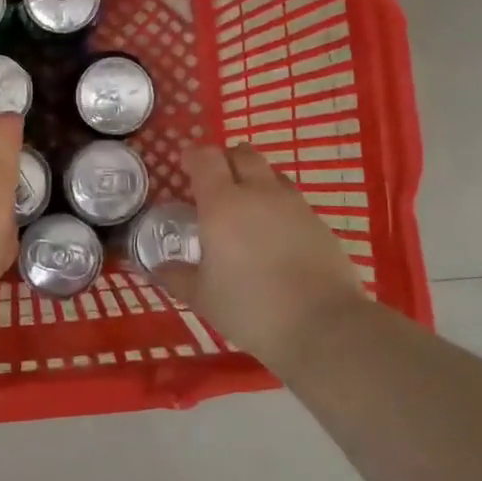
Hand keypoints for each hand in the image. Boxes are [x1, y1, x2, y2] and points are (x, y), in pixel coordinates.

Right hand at [155, 144, 371, 374]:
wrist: (322, 325)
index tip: (185, 164)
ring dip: (255, 179)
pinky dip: (278, 205)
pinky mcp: (320, 223)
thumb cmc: (250, 307)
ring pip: (272, 174)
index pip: (206, 158)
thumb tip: (159, 268)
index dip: (193, 156)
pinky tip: (275, 234)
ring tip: (246, 206)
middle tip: (214, 181)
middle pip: (243, 154)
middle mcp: (259, 193)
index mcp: (222, 203)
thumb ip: (178, 276)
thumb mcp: (202, 297)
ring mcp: (295, 205)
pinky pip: (293, 200)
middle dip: (226, 159)